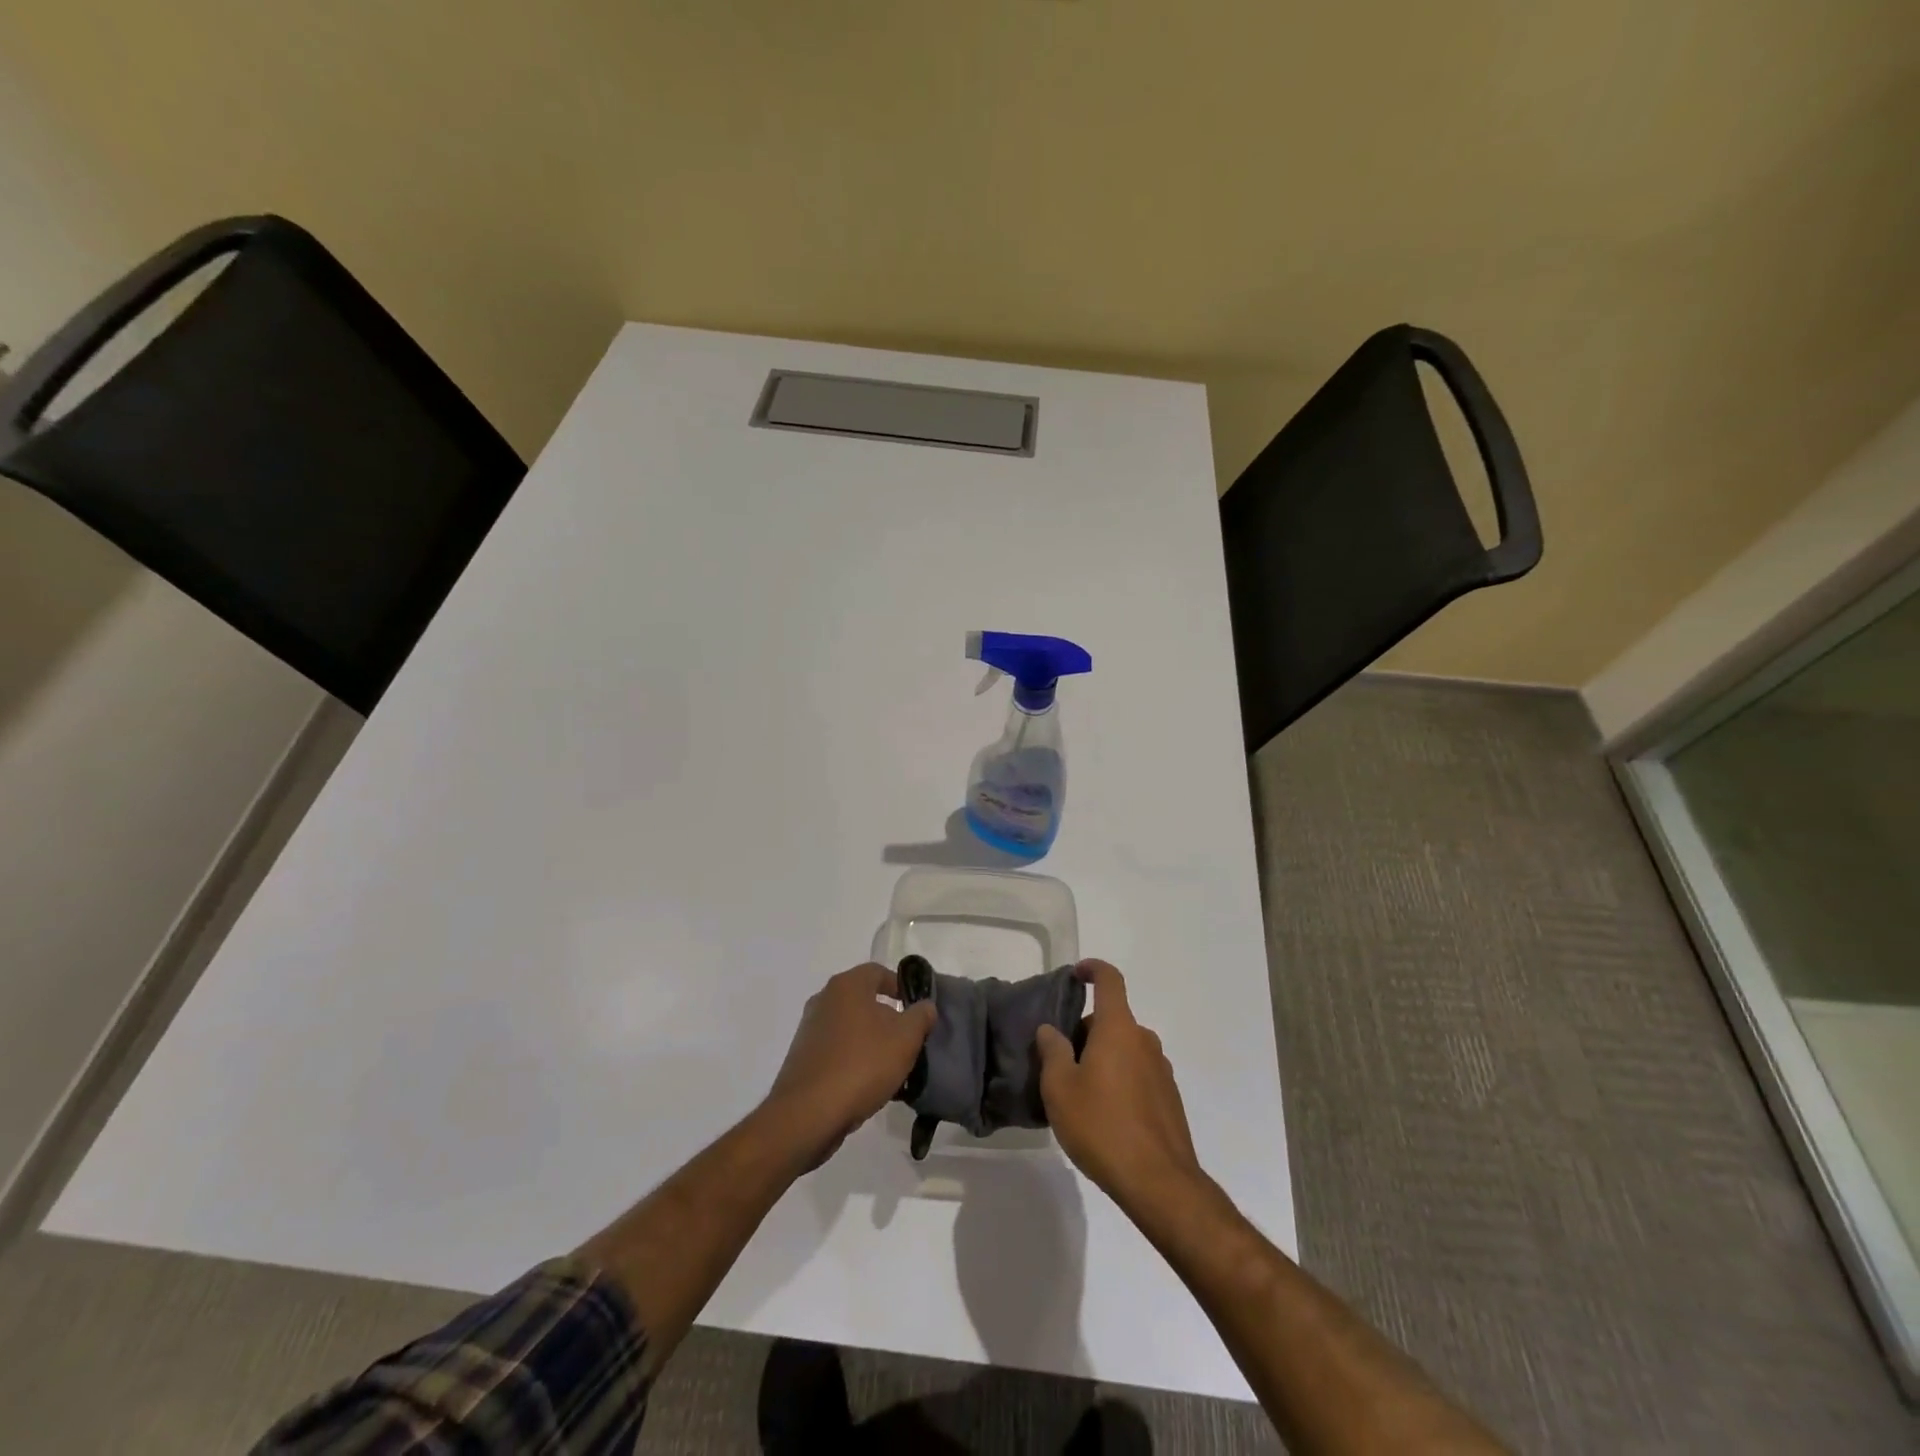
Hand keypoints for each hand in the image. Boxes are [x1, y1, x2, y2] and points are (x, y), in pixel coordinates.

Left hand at [763, 963, 936, 1171]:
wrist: (808, 1114)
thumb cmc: (861, 1065)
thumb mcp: (905, 1039)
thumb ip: (920, 1017)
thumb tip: (925, 1005)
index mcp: (847, 986)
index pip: (878, 972)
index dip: (901, 986)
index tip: (917, 1008)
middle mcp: (824, 1000)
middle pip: (864, 1000)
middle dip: (888, 1018)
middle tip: (909, 1040)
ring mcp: (810, 1029)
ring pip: (851, 1028)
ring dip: (872, 1042)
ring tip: (893, 1068)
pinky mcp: (803, 1058)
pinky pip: (837, 1050)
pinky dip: (854, 1060)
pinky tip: (869, 1085)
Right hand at [1034, 960, 1205, 1215]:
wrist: (1159, 1183)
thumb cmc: (1102, 1126)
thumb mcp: (1060, 1089)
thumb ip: (1052, 1052)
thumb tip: (1050, 1030)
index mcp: (1118, 1029)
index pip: (1110, 980)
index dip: (1092, 969)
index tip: (1076, 974)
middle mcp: (1144, 1040)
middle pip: (1112, 1020)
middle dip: (1086, 1031)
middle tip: (1060, 1060)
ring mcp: (1161, 1069)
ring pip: (1125, 1048)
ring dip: (1103, 1057)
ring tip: (1080, 1092)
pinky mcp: (1169, 1098)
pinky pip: (1138, 1073)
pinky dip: (1120, 1079)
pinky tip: (1104, 1114)